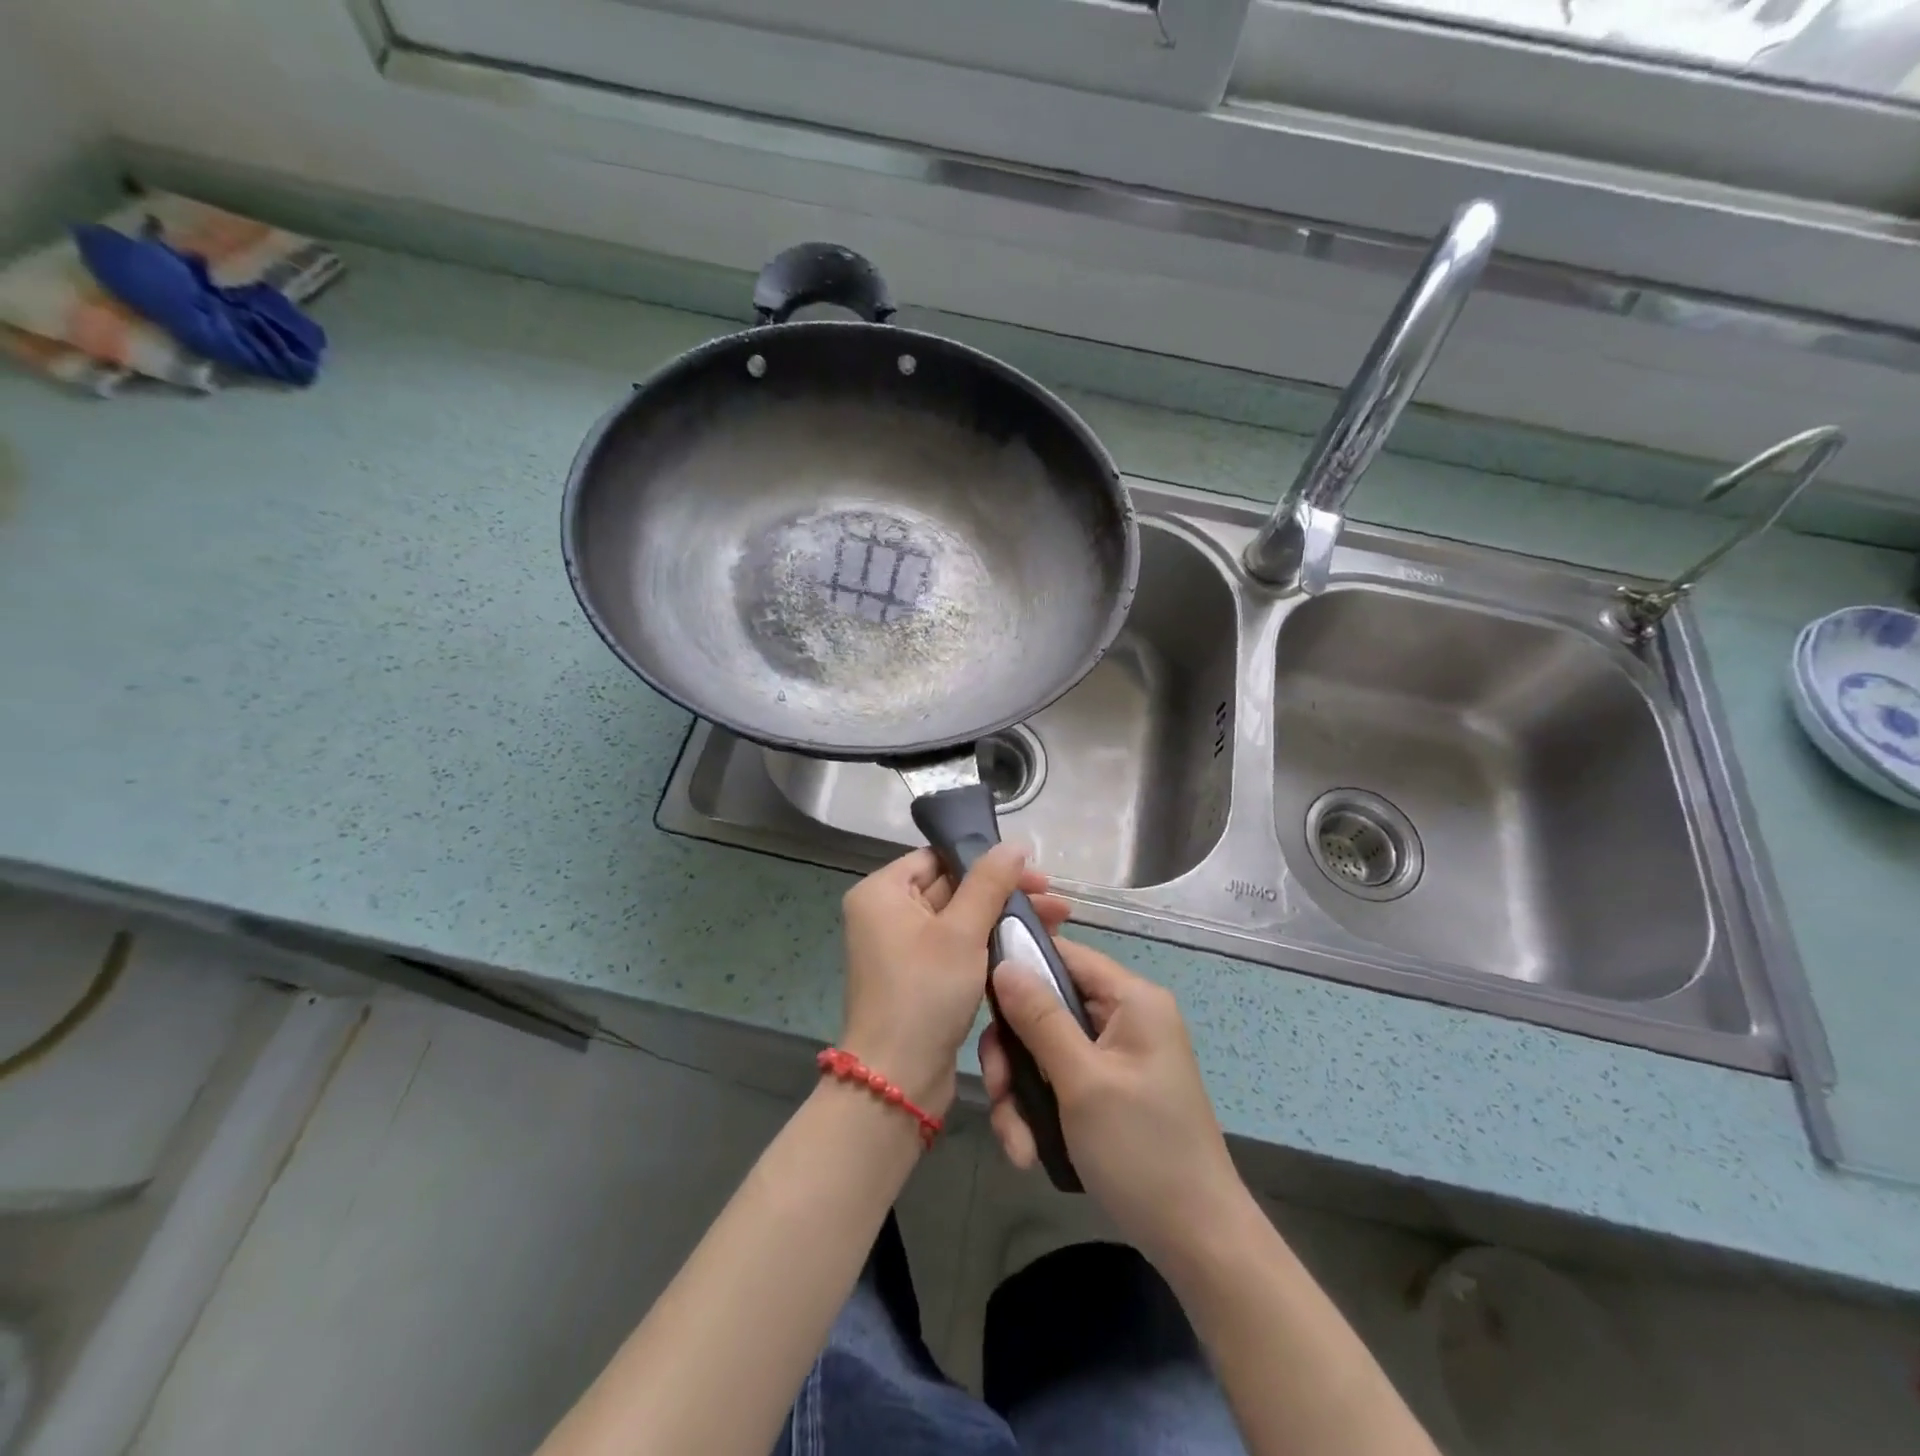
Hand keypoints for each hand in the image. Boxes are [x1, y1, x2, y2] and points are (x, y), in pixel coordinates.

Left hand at [840, 846, 1068, 1118]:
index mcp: (882, 892)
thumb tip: (1014, 844)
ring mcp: (901, 947)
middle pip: (953, 887)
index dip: (987, 861)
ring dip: (1003, 919)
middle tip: (1055, 902)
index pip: (938, 858)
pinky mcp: (918, 977)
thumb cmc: (925, 992)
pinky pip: (956, 947)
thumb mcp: (962, 932)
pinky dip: (988, 945)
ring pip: (960, 919)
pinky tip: (1029, 947)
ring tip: (1056, 922)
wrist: (898, 1079)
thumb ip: (989, 883)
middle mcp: (886, 913)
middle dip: (1004, 894)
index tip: (1034, 874)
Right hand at [980, 939, 1247, 1272]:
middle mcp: (1124, 1018)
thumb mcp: (1083, 1081)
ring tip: (1017, 1143)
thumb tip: (1003, 963)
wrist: (1197, 1243)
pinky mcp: (1108, 1091)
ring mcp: (1116, 1057)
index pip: (1064, 954)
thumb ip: (1040, 1018)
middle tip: (998, 1092)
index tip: (978, 997)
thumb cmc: (1142, 1150)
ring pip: (1044, 1050)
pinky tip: (1029, 1152)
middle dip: (1014, 1054)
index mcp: (1131, 999)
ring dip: (1021, 1094)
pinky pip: (1059, 1081)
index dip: (1018, 966)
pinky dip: (1039, 1113)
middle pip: (1046, 1007)